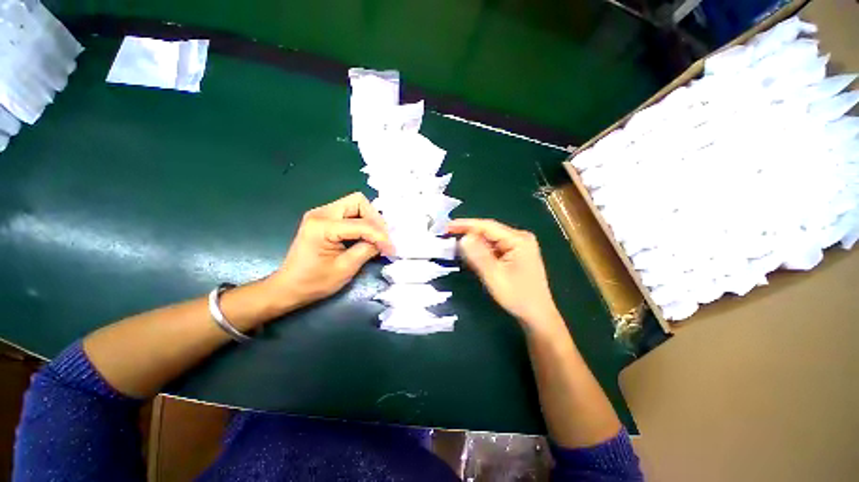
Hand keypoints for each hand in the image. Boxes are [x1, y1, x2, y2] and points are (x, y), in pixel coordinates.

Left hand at [265, 192, 392, 310]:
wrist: (288, 287)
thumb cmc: (314, 282)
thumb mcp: (345, 268)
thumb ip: (367, 250)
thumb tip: (384, 242)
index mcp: (322, 226)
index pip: (362, 223)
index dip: (380, 236)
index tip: (391, 249)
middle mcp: (321, 213)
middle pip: (359, 202)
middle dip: (375, 219)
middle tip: (383, 239)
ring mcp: (321, 214)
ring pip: (356, 204)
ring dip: (370, 220)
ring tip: (377, 238)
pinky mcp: (324, 219)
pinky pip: (350, 212)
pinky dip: (362, 222)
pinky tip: (366, 236)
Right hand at [447, 219, 562, 331]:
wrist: (537, 315)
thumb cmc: (518, 297)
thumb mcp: (495, 276)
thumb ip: (478, 256)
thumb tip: (463, 238)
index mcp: (518, 239)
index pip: (487, 226)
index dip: (466, 224)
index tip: (447, 226)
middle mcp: (520, 238)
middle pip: (489, 231)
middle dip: (468, 233)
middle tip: (448, 235)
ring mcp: (519, 246)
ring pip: (490, 239)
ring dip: (474, 242)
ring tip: (455, 244)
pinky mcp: (515, 254)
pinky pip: (494, 247)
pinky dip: (481, 250)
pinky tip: (471, 254)